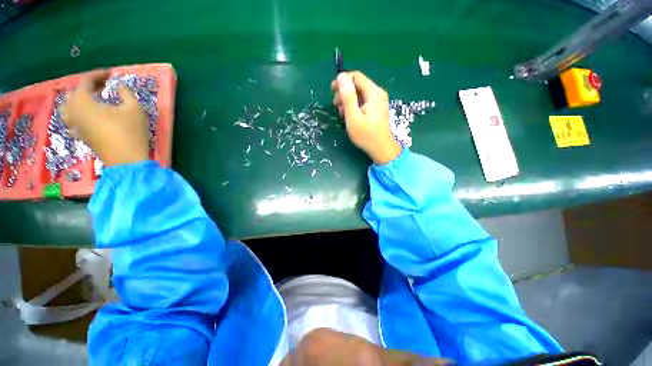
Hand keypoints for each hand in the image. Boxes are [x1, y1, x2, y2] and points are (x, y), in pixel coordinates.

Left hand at [60, 70, 148, 166]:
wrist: (126, 160)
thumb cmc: (130, 132)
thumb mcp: (134, 109)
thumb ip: (126, 93)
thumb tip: (119, 86)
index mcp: (83, 101)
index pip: (85, 81)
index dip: (98, 75)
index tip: (111, 73)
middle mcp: (74, 111)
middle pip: (74, 93)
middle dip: (88, 86)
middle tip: (103, 85)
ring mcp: (75, 125)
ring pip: (68, 107)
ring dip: (79, 100)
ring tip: (92, 99)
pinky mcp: (80, 135)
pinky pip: (72, 119)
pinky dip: (78, 113)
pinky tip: (87, 115)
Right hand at [332, 71, 400, 164]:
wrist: (381, 149)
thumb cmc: (366, 135)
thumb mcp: (353, 116)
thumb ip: (347, 96)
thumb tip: (341, 76)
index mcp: (373, 92)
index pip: (355, 76)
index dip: (342, 81)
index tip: (332, 92)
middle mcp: (378, 93)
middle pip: (357, 85)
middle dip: (344, 93)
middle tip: (336, 107)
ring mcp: (378, 101)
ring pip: (359, 94)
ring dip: (348, 101)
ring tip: (343, 115)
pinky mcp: (377, 109)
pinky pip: (363, 102)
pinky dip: (354, 107)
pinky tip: (350, 117)